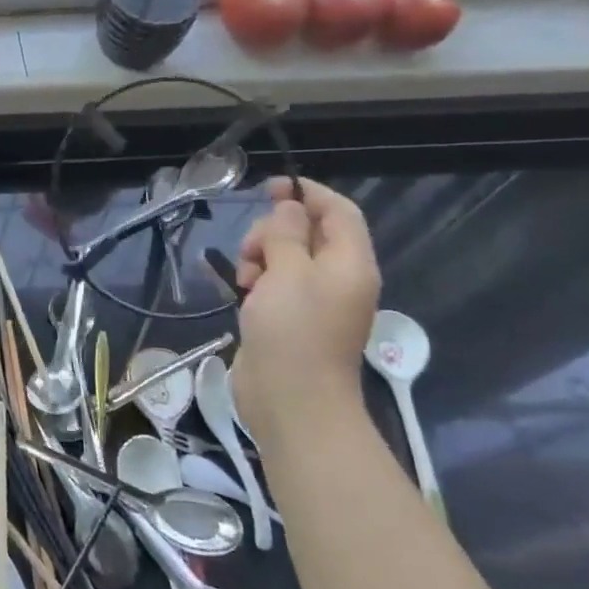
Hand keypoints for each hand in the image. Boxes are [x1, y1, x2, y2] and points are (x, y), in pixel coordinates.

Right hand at [231, 177, 379, 444]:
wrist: (292, 400)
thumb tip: (289, 208)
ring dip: (260, 256)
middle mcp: (337, 278)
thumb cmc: (294, 331)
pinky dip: (256, 278)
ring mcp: (314, 301)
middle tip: (251, 252)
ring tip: (244, 278)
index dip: (308, 193)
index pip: (338, 212)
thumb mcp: (287, 272)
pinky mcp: (290, 319)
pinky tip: (238, 289)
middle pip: (308, 232)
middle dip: (274, 231)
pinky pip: (274, 283)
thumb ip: (286, 234)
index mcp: (350, 263)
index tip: (269, 188)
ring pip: (286, 257)